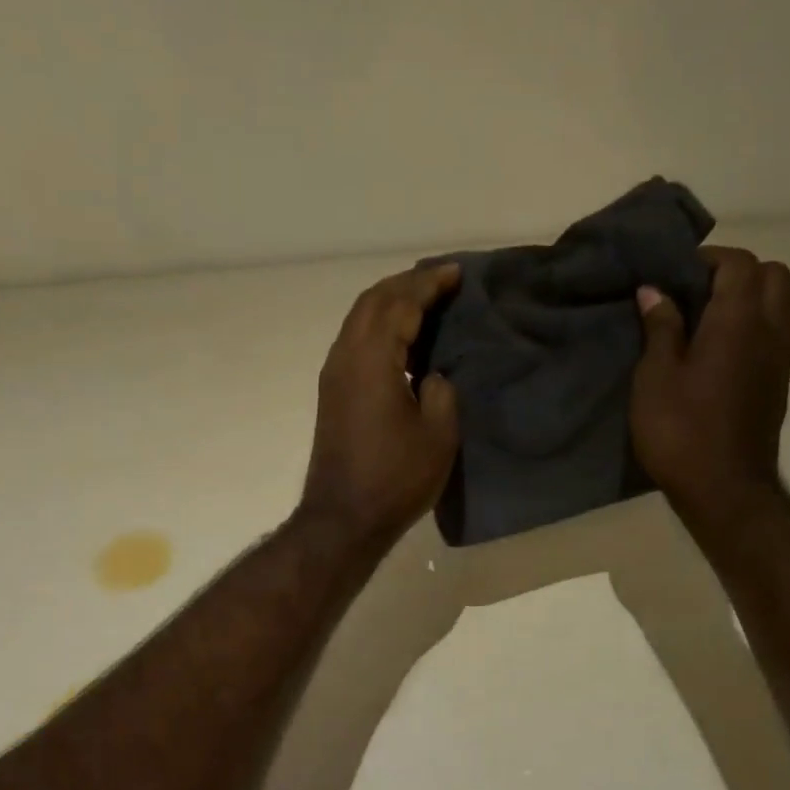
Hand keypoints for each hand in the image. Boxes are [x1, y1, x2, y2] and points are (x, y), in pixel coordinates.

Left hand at [299, 263, 460, 546]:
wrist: (343, 517)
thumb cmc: (396, 477)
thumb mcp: (438, 433)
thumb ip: (440, 390)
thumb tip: (429, 374)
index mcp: (372, 359)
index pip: (400, 304)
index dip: (429, 284)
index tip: (456, 273)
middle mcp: (345, 356)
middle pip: (372, 301)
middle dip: (406, 284)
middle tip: (441, 280)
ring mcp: (333, 374)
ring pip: (359, 319)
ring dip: (389, 303)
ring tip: (423, 300)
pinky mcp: (332, 392)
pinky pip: (355, 340)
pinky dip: (379, 326)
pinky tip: (401, 338)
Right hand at [630, 246, 789, 538]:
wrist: (723, 488)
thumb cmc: (680, 428)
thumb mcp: (655, 376)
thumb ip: (660, 327)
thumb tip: (655, 290)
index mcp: (739, 322)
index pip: (739, 263)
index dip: (707, 259)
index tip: (672, 274)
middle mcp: (771, 330)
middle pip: (772, 274)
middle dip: (735, 272)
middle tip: (692, 293)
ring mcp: (781, 357)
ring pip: (778, 303)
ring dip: (745, 298)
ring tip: (699, 320)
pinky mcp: (779, 380)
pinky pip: (774, 331)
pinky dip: (750, 324)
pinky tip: (713, 350)